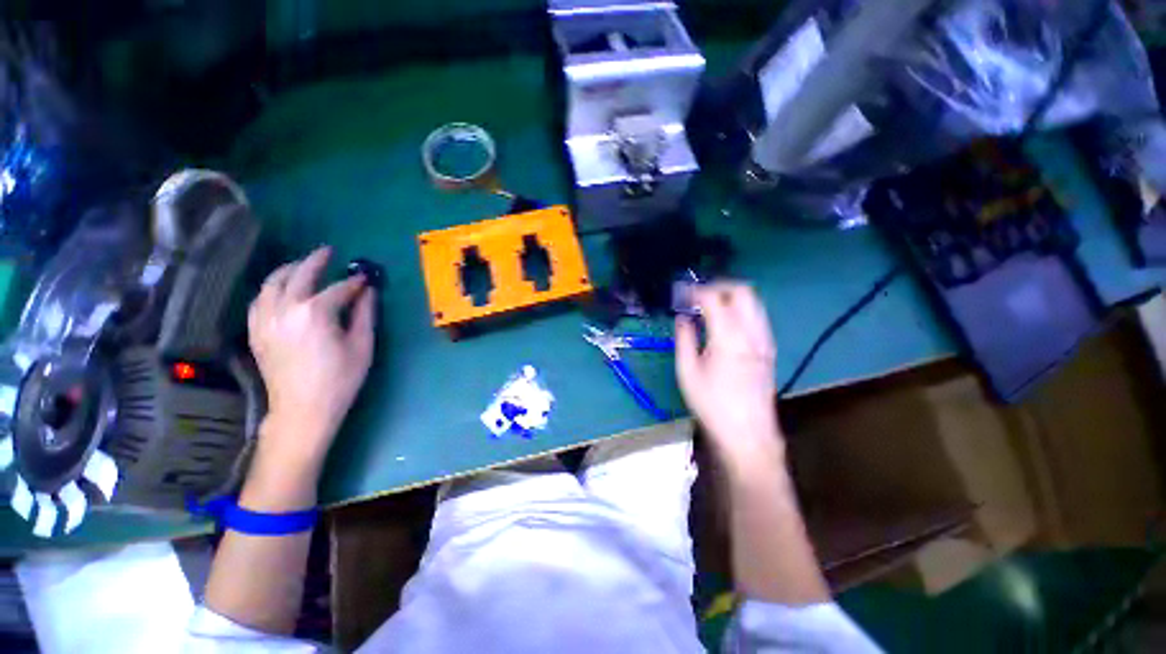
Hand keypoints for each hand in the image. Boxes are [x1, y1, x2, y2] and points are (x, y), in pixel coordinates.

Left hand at [248, 246, 375, 472]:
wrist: (302, 410)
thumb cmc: (340, 379)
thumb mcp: (362, 346)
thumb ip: (364, 314)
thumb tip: (368, 292)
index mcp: (315, 313)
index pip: (338, 289)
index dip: (354, 283)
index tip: (366, 280)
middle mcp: (285, 309)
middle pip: (299, 275)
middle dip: (316, 261)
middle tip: (328, 252)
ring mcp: (265, 320)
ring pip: (272, 283)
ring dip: (289, 269)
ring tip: (302, 264)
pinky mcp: (256, 331)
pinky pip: (259, 300)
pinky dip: (270, 288)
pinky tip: (279, 289)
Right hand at [675, 283, 783, 469]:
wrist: (747, 433)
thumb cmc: (712, 404)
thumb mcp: (687, 372)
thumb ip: (684, 339)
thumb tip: (683, 318)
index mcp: (728, 337)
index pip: (714, 298)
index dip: (695, 291)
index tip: (681, 294)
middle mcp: (752, 333)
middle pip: (742, 291)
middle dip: (718, 286)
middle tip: (698, 296)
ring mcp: (765, 340)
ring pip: (753, 302)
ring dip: (731, 297)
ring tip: (709, 307)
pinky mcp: (769, 349)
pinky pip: (757, 317)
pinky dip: (740, 310)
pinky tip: (725, 324)